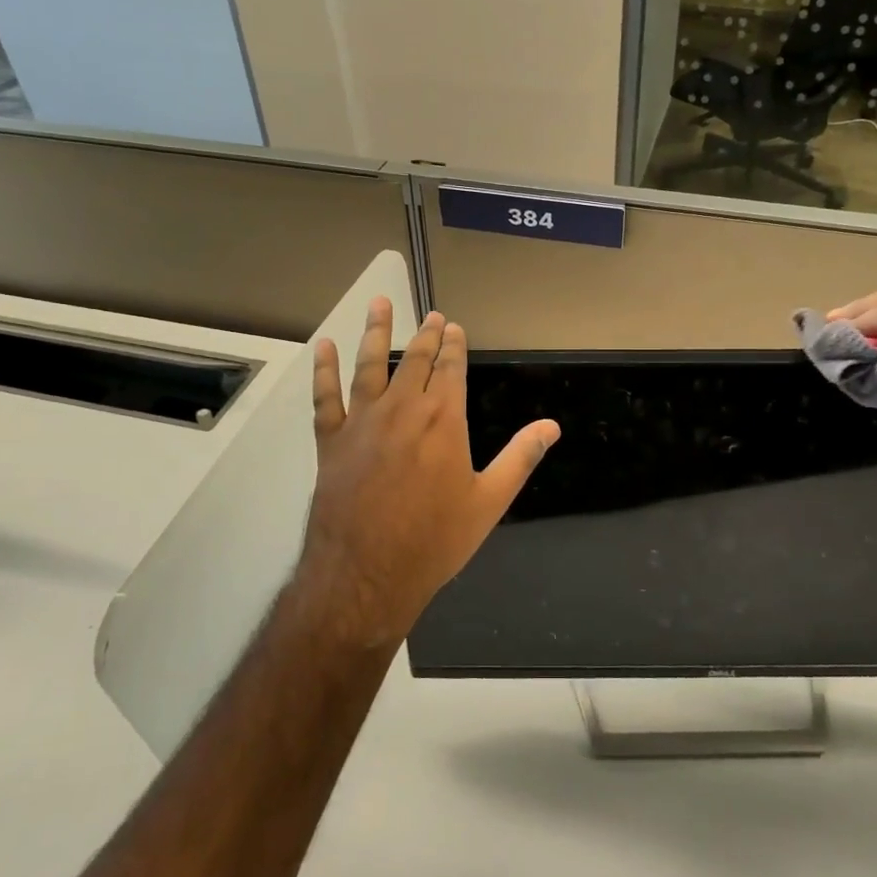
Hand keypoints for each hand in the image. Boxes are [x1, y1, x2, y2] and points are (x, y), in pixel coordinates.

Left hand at [296, 299, 559, 648]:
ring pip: (370, 365)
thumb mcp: (489, 501)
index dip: (454, 346)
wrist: (368, 573)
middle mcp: (403, 409)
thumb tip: (552, 426)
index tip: (454, 327)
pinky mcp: (332, 440)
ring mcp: (363, 422)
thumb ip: (520, 457)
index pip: (451, 369)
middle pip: (415, 360)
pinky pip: (326, 397)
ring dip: (376, 332)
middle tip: (431, 315)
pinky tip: (323, 348)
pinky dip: (324, 371)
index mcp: (444, 420)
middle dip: (426, 335)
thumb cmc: (436, 540)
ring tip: (379, 303)